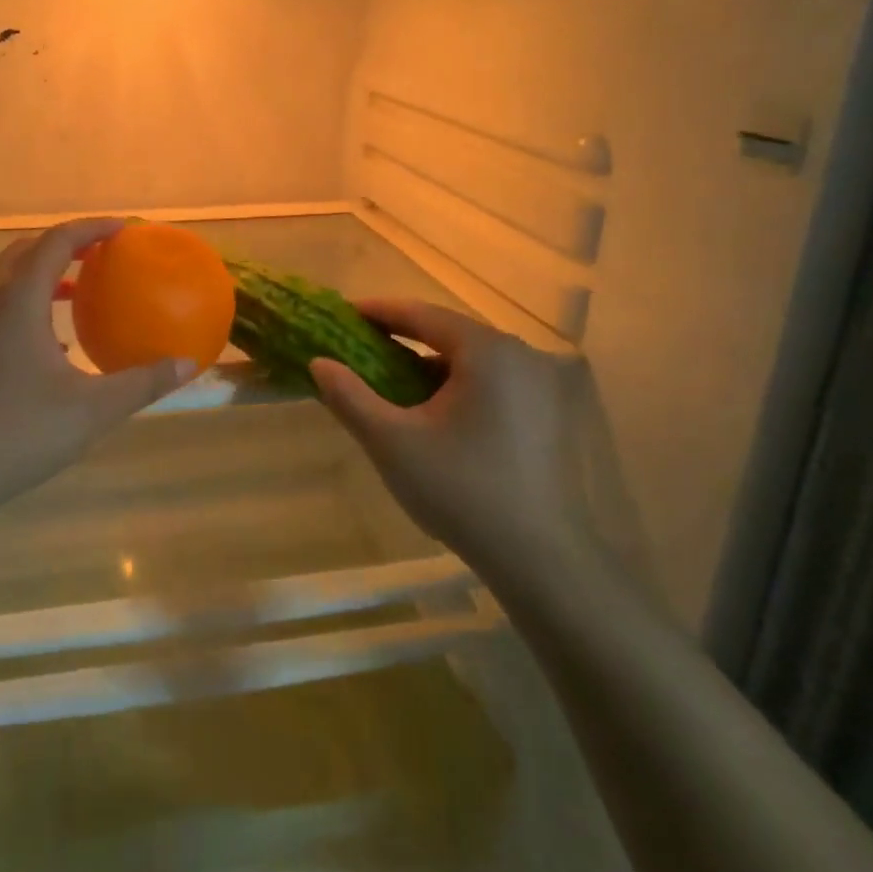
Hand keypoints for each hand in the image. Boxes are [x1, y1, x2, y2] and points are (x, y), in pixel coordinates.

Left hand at [0, 218, 193, 535]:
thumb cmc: (17, 434)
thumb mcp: (92, 410)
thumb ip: (143, 383)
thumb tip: (189, 364)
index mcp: (17, 300)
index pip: (57, 241)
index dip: (92, 228)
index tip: (124, 229)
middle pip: (26, 250)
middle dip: (65, 244)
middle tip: (102, 253)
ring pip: (5, 278)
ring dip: (42, 273)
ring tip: (79, 291)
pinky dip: (24, 302)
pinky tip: (49, 343)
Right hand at [309, 301, 580, 568]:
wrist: (542, 561)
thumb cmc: (462, 492)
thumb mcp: (392, 443)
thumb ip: (350, 396)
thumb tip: (319, 363)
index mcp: (488, 352)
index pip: (423, 313)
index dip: (380, 311)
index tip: (344, 313)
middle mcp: (523, 355)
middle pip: (450, 334)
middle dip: (404, 339)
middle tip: (362, 349)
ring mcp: (545, 385)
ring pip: (474, 360)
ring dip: (432, 365)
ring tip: (393, 382)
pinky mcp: (553, 414)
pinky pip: (496, 382)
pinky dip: (461, 385)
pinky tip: (437, 413)